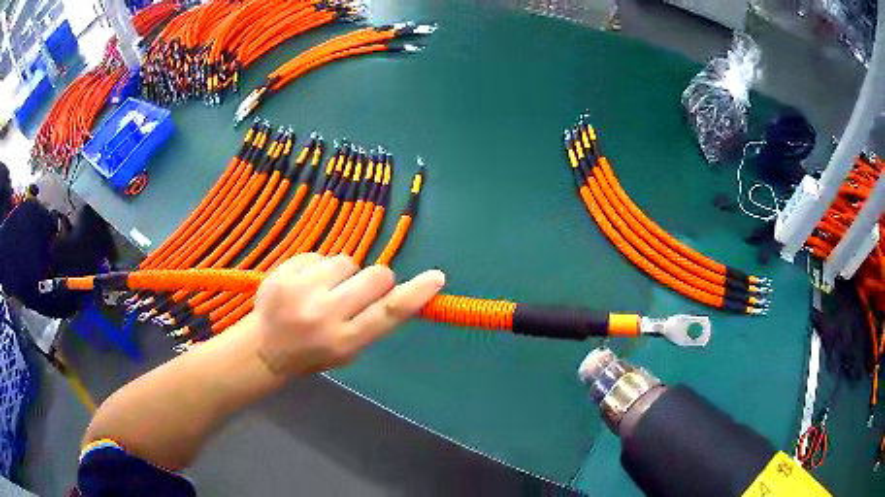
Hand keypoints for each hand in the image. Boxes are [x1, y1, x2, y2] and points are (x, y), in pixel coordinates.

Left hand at [253, 254, 444, 376]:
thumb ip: (373, 322)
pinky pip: (320, 255)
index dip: (416, 294)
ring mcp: (300, 290)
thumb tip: (403, 291)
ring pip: (348, 261)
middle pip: (376, 277)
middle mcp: (324, 315)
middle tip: (362, 289)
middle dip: (378, 279)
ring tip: (325, 290)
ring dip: (345, 273)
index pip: (388, 313)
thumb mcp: (349, 350)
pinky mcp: (284, 272)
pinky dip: (320, 268)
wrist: (265, 348)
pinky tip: (305, 285)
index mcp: (344, 341)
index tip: (436, 277)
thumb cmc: (313, 353)